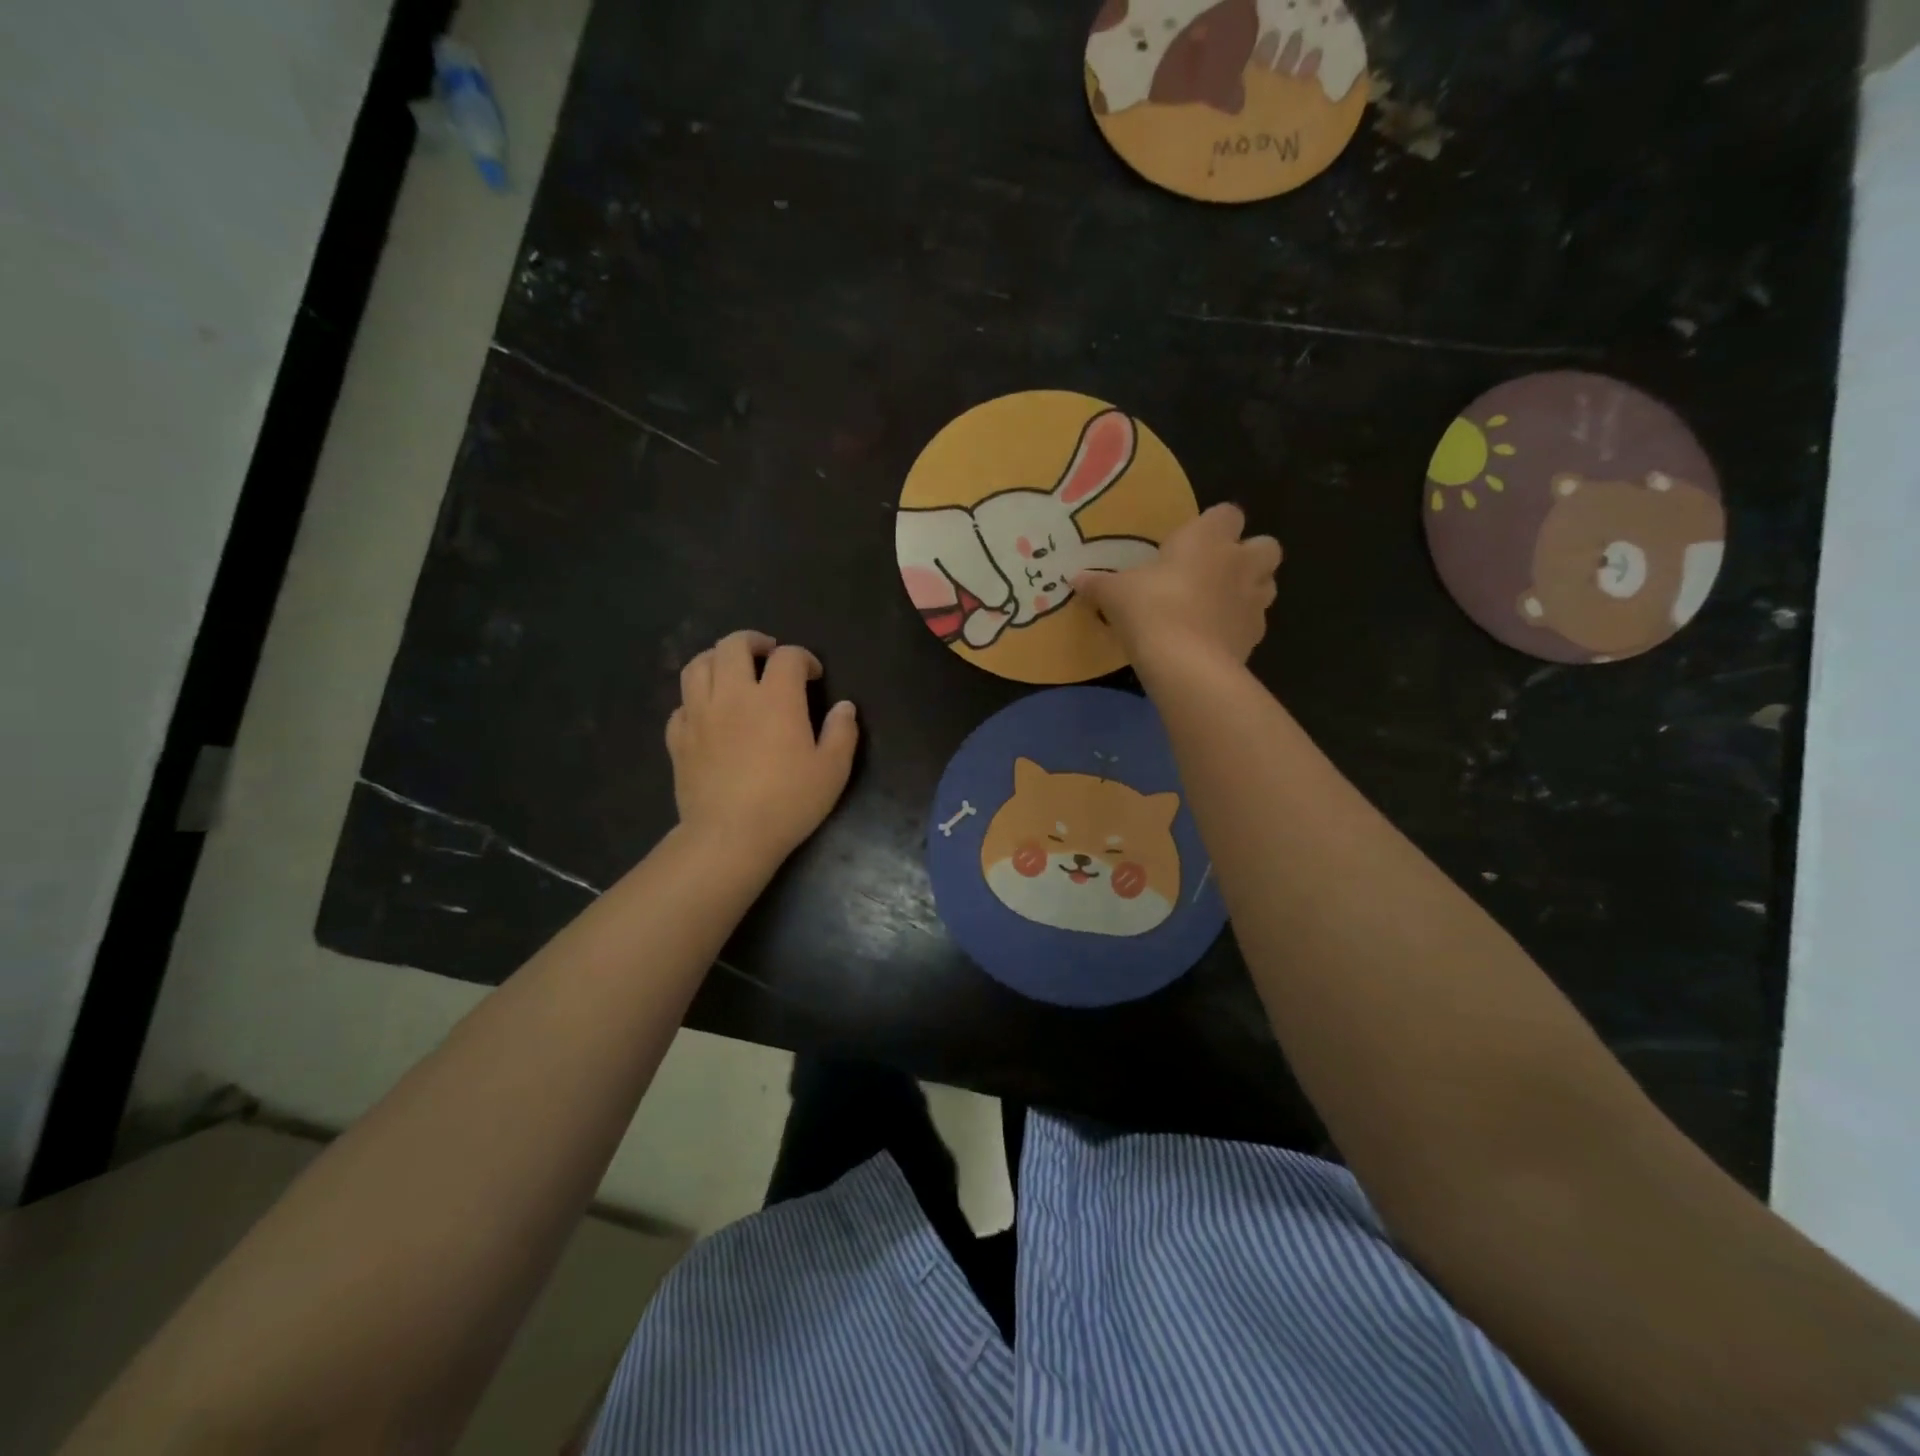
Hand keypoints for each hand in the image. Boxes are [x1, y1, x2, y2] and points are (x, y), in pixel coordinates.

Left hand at [666, 631, 858, 869]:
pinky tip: (708, 712)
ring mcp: (699, 714)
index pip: (788, 657)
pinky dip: (696, 699)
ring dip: (717, 659)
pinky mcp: (678, 738)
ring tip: (732, 671)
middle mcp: (733, 695)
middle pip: (733, 645)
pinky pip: (681, 704)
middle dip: (753, 641)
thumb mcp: (832, 770)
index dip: (803, 658)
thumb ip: (842, 733)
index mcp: (775, 698)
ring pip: (698, 665)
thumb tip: (844, 707)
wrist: (729, 836)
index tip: (813, 675)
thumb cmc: (788, 802)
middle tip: (767, 654)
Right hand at [1072, 503, 1281, 667]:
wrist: (1186, 664)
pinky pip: (1253, 622)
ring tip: (1217, 605)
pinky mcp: (1256, 636)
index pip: (1227, 514)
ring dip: (1248, 589)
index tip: (1188, 543)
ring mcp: (1254, 600)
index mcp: (1208, 538)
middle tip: (1214, 572)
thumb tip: (1075, 578)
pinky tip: (1213, 637)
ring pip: (1267, 583)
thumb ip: (1098, 583)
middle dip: (1247, 555)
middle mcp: (1240, 562)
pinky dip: (1238, 626)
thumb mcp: (1115, 594)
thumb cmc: (1151, 609)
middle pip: (1265, 546)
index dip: (1212, 525)